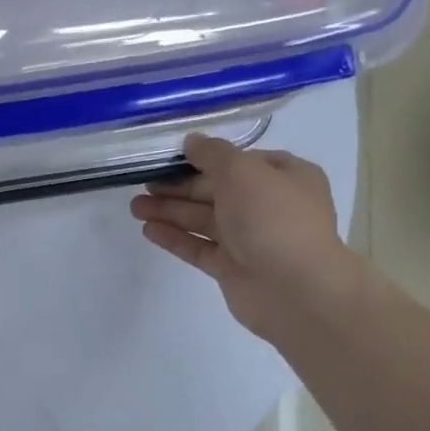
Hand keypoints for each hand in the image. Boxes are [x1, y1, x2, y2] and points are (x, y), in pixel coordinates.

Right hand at [130, 134, 360, 345]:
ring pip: (204, 220)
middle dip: (180, 187)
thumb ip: (213, 153)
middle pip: (217, 190)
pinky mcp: (232, 268)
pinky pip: (199, 248)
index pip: (240, 161)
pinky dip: (176, 238)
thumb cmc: (273, 218)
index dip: (206, 158)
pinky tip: (148, 230)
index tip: (171, 158)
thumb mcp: (242, 171)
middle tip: (143, 183)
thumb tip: (192, 141)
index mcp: (285, 176)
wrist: (294, 289)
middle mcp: (269, 206)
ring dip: (170, 211)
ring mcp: (251, 239)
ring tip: (135, 207)